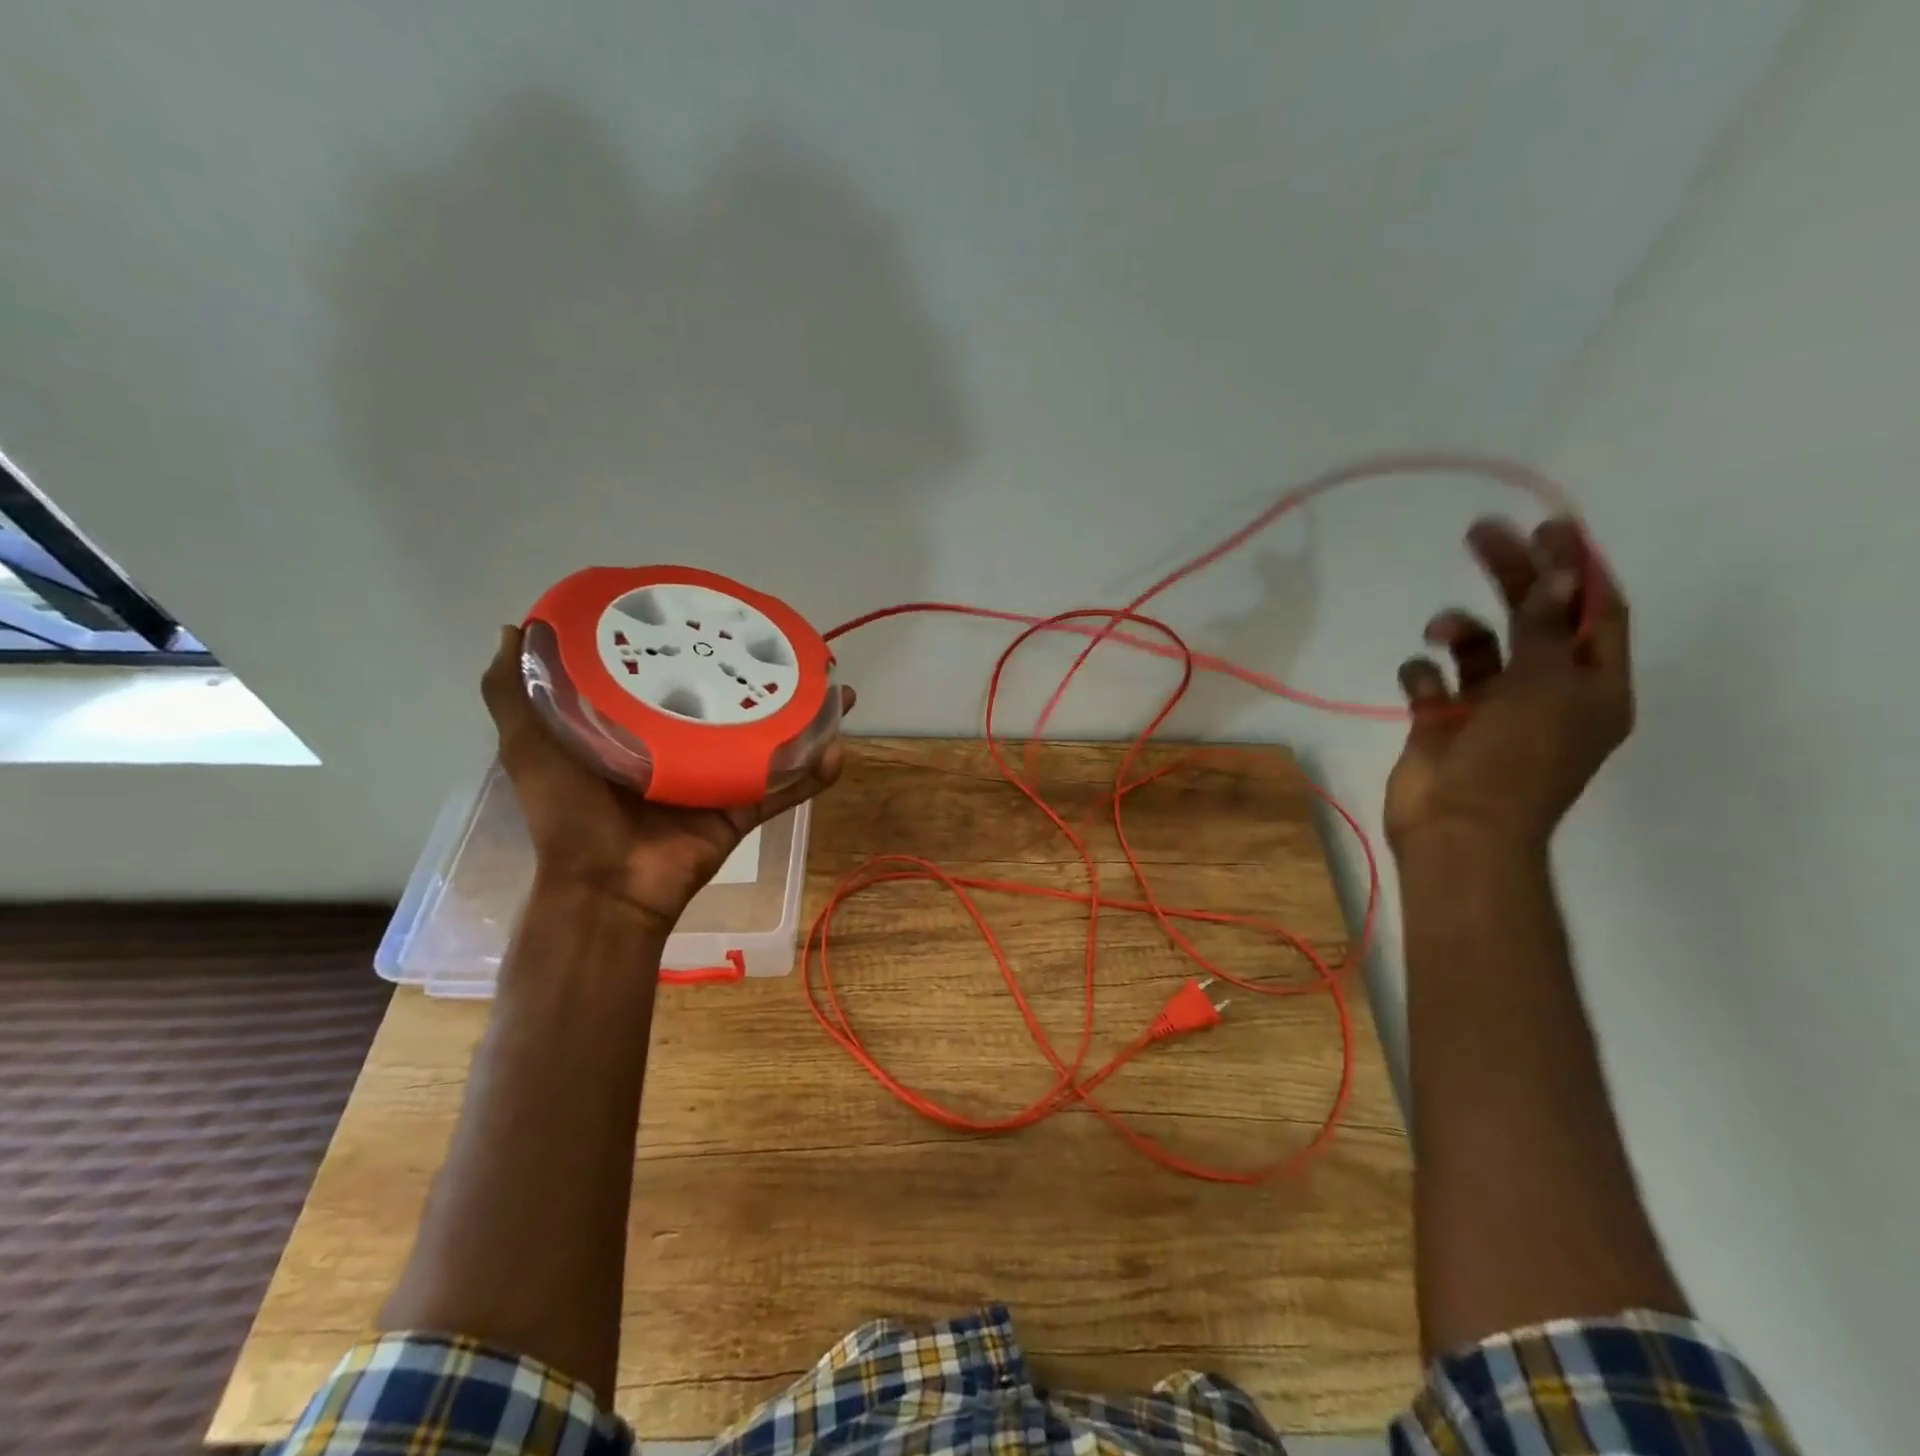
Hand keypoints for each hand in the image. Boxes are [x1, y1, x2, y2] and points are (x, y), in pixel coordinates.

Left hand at [481, 626, 853, 934]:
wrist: (604, 889)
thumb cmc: (567, 814)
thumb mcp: (527, 744)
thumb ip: (513, 691)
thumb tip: (516, 624)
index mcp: (640, 727)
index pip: (672, 676)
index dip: (696, 645)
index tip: (717, 613)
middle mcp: (684, 747)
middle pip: (732, 703)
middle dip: (764, 676)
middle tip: (791, 648)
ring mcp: (718, 779)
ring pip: (771, 740)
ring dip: (805, 718)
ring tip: (836, 690)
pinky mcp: (741, 810)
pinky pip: (786, 789)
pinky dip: (814, 773)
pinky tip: (839, 747)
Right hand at [1385, 517, 1631, 857]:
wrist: (1456, 828)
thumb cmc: (1515, 761)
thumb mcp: (1545, 687)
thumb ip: (1544, 628)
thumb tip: (1556, 573)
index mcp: (1590, 686)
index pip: (1595, 611)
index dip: (1576, 567)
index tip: (1549, 526)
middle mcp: (1543, 690)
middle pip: (1531, 617)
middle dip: (1511, 574)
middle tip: (1481, 533)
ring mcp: (1489, 707)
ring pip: (1477, 645)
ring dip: (1459, 628)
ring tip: (1441, 628)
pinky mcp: (1440, 720)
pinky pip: (1431, 679)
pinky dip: (1423, 673)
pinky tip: (1422, 686)